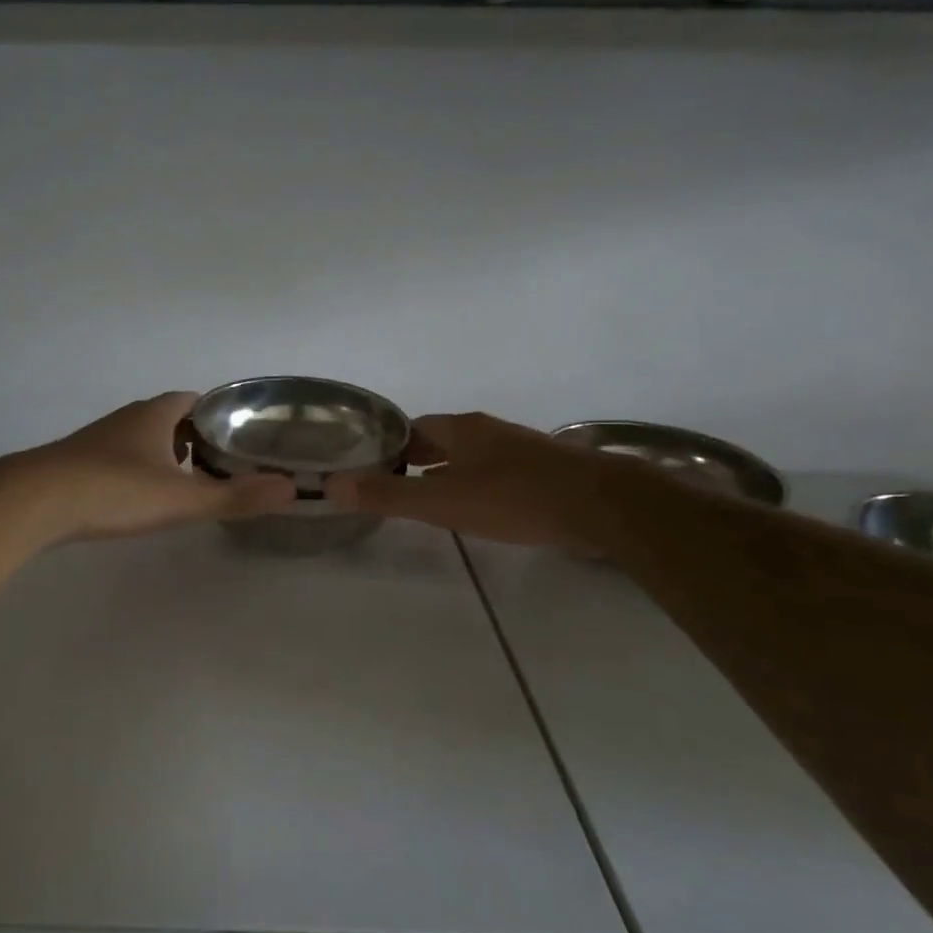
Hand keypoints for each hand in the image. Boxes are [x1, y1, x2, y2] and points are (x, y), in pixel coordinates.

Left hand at [18, 391, 296, 540]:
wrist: (36, 502)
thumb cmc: (115, 491)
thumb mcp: (182, 498)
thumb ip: (235, 496)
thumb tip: (291, 489)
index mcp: (155, 414)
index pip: (196, 400)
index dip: (221, 414)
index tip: (242, 435)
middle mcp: (128, 418)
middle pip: (171, 418)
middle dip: (197, 436)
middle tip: (224, 463)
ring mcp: (100, 439)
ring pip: (144, 438)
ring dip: (167, 453)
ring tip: (190, 481)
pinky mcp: (80, 462)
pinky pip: (121, 457)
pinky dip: (141, 469)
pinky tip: (144, 495)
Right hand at [327, 412, 612, 549]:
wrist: (600, 505)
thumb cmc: (513, 497)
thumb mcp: (442, 501)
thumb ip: (388, 495)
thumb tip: (332, 484)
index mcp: (460, 428)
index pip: (412, 427)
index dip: (388, 444)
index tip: (368, 465)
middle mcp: (487, 430)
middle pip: (441, 438)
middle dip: (416, 457)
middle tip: (392, 483)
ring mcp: (519, 448)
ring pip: (470, 455)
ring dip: (446, 470)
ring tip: (427, 497)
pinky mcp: (544, 470)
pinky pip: (496, 471)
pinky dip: (475, 483)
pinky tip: (477, 506)